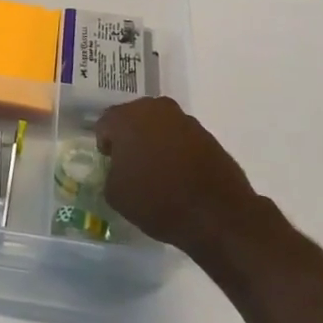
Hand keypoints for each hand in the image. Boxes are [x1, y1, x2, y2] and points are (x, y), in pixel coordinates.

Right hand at [96, 97, 259, 260]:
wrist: (217, 214)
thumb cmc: (157, 201)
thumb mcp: (116, 195)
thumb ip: (110, 173)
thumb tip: (119, 169)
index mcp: (127, 118)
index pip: (105, 124)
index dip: (105, 145)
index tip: (111, 165)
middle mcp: (154, 109)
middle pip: (133, 118)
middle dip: (130, 138)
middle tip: (131, 165)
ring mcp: (183, 119)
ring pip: (158, 125)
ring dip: (154, 141)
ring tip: (157, 171)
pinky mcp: (206, 133)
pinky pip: (180, 137)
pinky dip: (175, 150)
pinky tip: (178, 174)